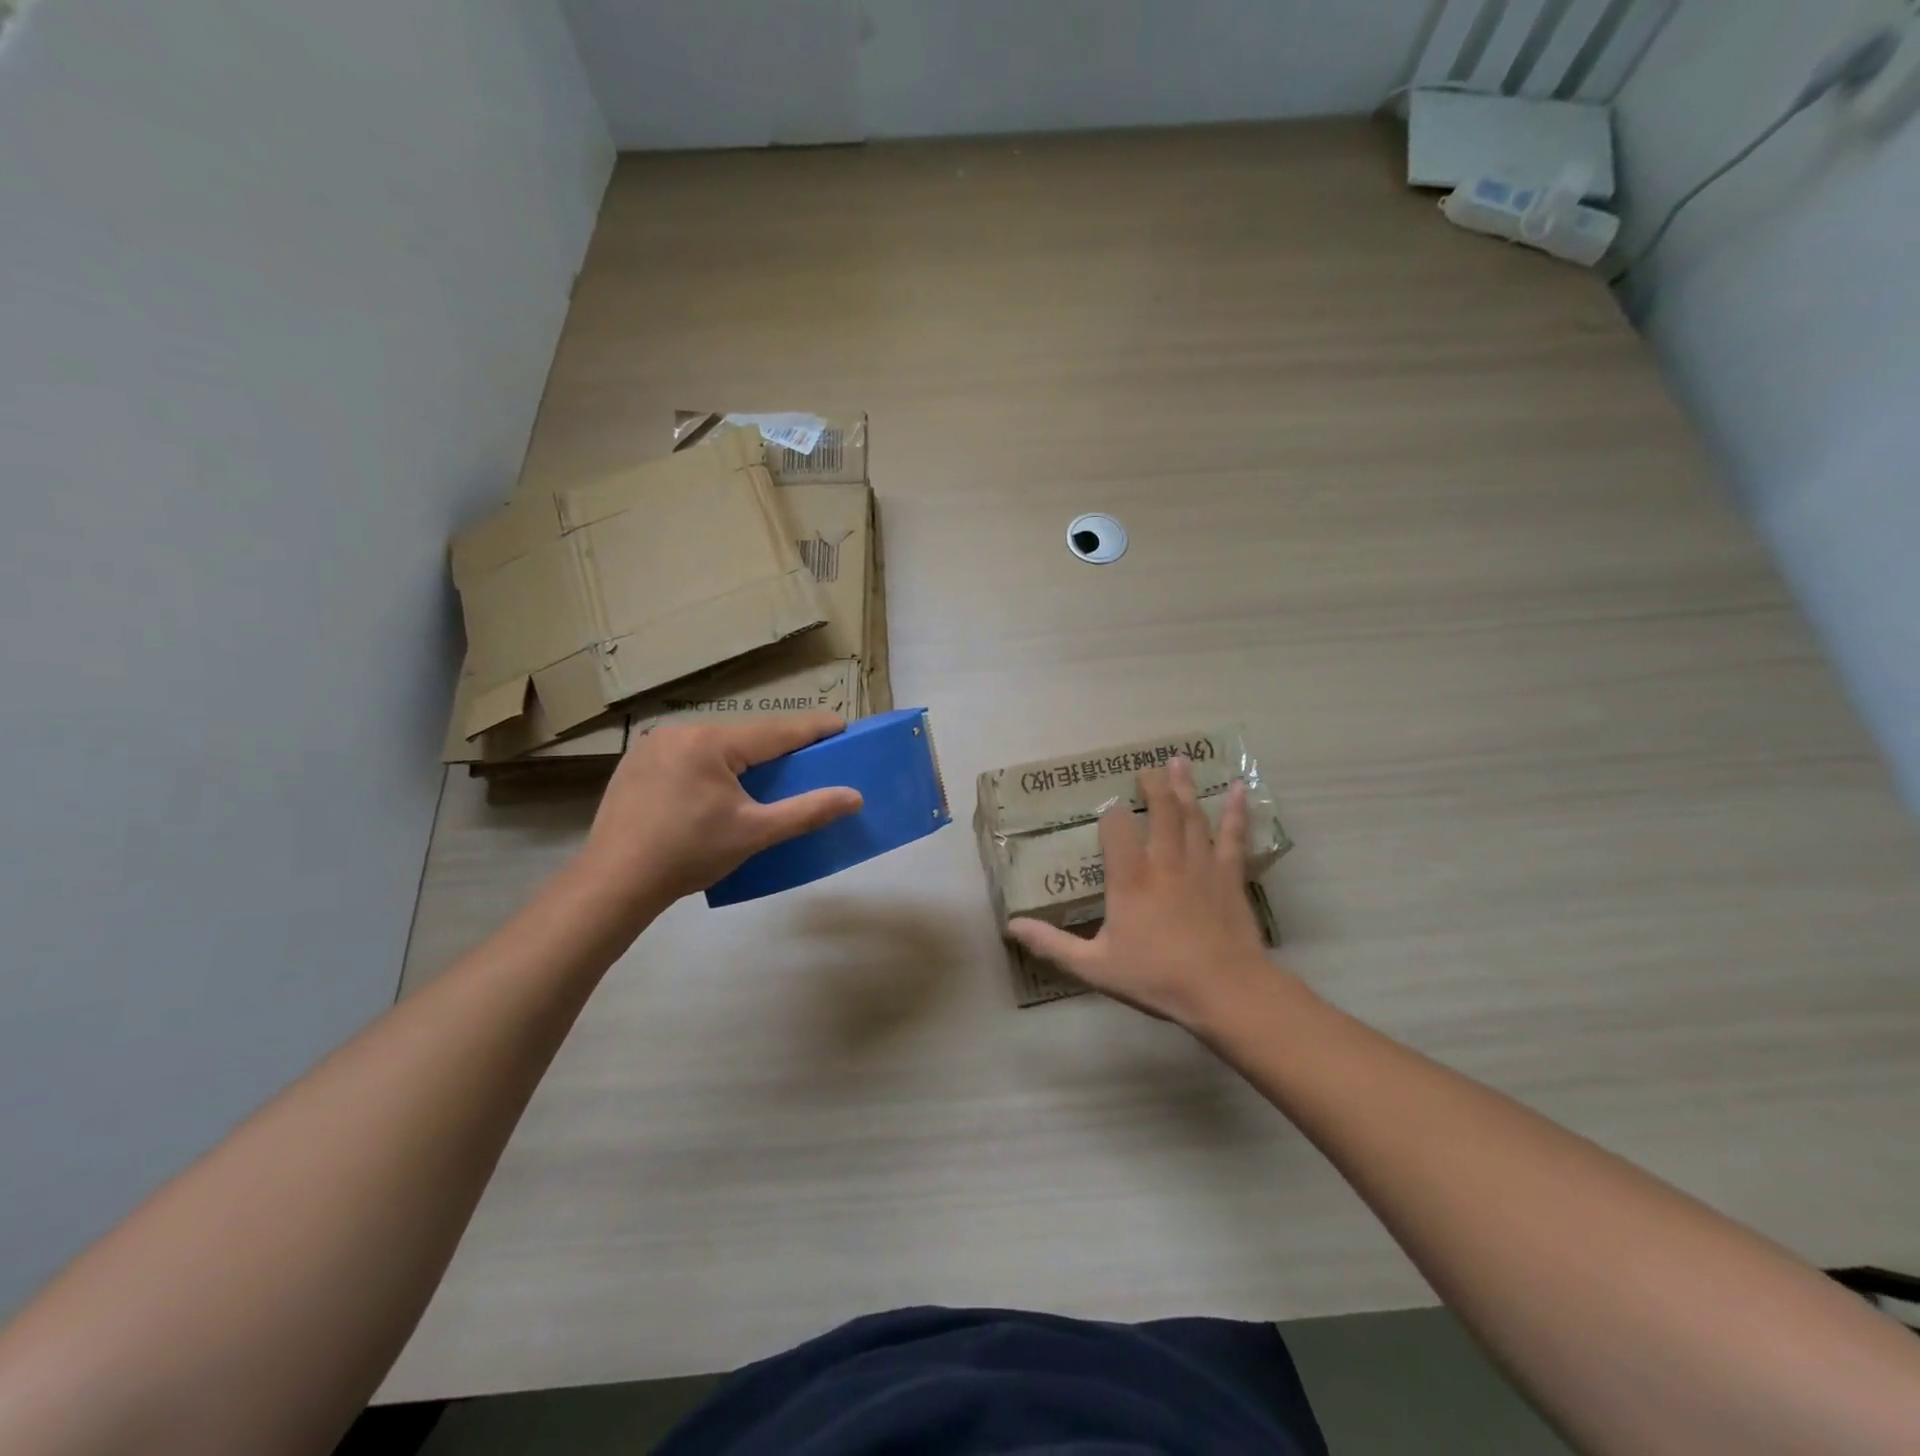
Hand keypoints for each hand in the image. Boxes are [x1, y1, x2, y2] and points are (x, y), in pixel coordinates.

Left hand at [575, 712, 862, 916]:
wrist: (613, 883)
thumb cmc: (689, 854)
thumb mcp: (755, 833)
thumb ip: (807, 811)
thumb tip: (855, 797)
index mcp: (711, 742)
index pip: (776, 731)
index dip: (813, 729)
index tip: (842, 725)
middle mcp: (681, 732)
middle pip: (744, 736)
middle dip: (777, 747)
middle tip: (806, 759)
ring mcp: (652, 746)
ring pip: (715, 745)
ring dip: (742, 758)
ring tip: (763, 778)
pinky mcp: (635, 764)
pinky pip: (688, 756)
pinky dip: (711, 767)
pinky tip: (714, 791)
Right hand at [1008, 756, 1279, 1028]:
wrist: (1224, 989)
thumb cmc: (1156, 976)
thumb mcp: (1095, 966)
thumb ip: (1053, 944)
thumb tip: (1012, 926)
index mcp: (1130, 878)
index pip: (1116, 828)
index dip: (1111, 814)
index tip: (1109, 811)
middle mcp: (1164, 860)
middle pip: (1160, 809)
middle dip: (1152, 785)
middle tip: (1146, 768)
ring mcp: (1201, 864)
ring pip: (1192, 815)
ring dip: (1184, 786)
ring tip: (1179, 760)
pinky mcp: (1230, 875)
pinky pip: (1233, 836)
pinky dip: (1237, 811)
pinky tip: (1240, 788)